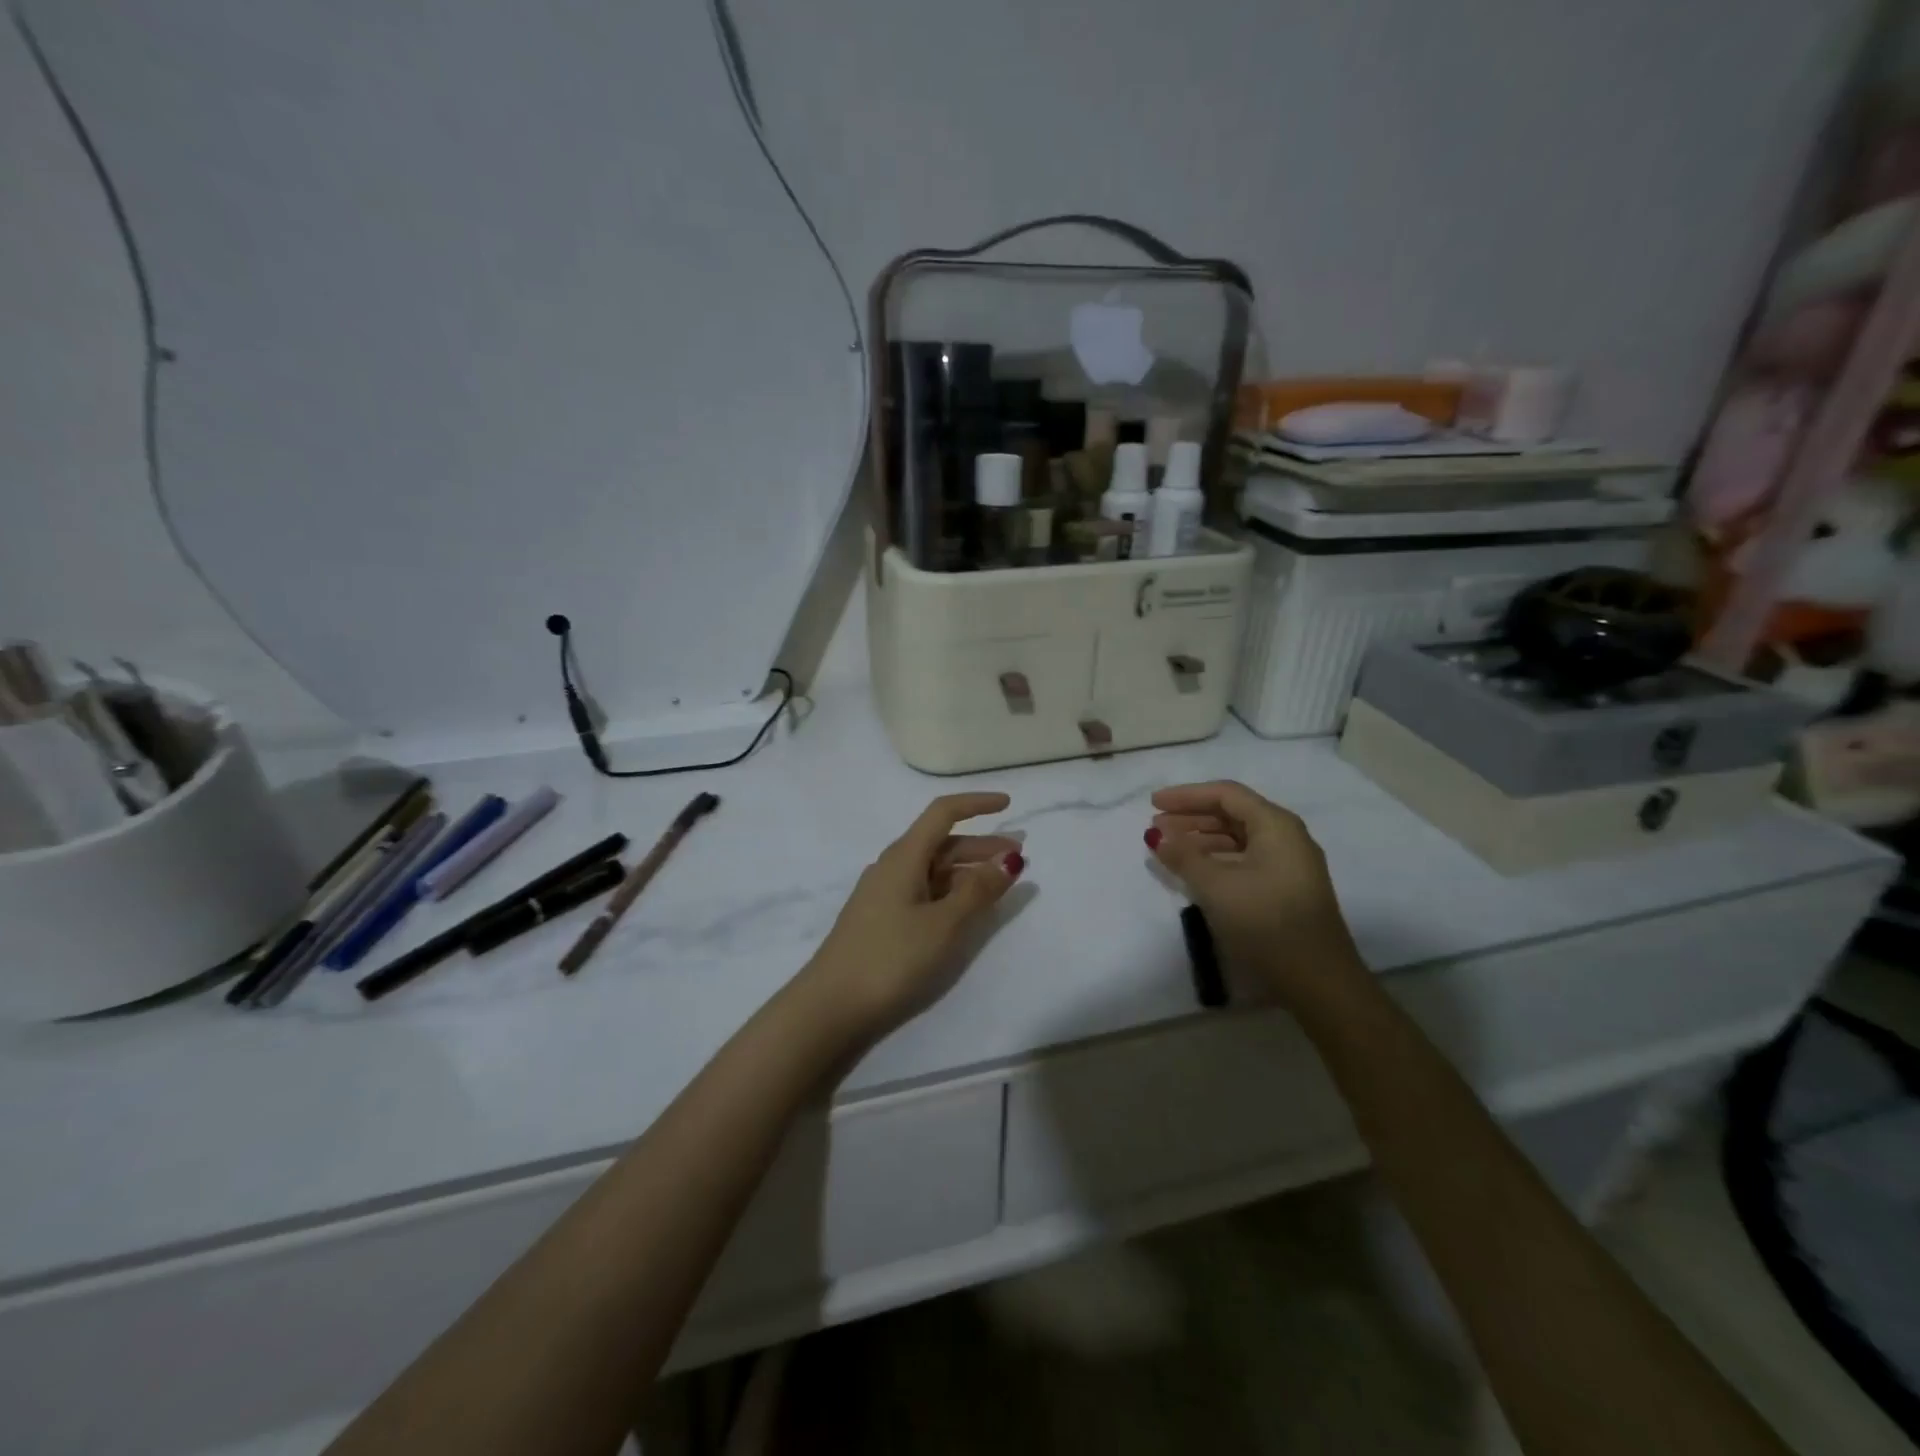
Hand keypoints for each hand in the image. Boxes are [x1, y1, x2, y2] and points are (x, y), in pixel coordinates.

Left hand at [797, 793, 1023, 1044]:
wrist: (830, 1007)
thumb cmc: (891, 958)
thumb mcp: (943, 924)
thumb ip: (978, 891)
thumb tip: (1009, 858)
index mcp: (904, 856)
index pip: (943, 813)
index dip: (976, 804)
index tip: (1008, 805)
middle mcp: (892, 867)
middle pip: (941, 843)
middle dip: (981, 845)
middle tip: (1019, 858)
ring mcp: (884, 895)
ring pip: (934, 870)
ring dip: (968, 871)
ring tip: (999, 885)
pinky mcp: (882, 920)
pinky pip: (924, 892)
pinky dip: (951, 892)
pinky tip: (966, 911)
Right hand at [1146, 781, 1364, 1009]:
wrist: (1317, 981)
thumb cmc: (1265, 921)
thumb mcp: (1216, 886)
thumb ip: (1184, 856)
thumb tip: (1158, 836)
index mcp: (1275, 825)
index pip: (1225, 794)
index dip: (1186, 795)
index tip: (1153, 804)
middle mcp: (1286, 837)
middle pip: (1232, 814)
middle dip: (1191, 818)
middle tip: (1155, 828)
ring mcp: (1289, 865)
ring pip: (1238, 839)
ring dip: (1201, 839)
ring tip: (1169, 849)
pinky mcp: (1286, 890)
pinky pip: (1245, 860)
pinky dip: (1216, 859)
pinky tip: (1195, 872)